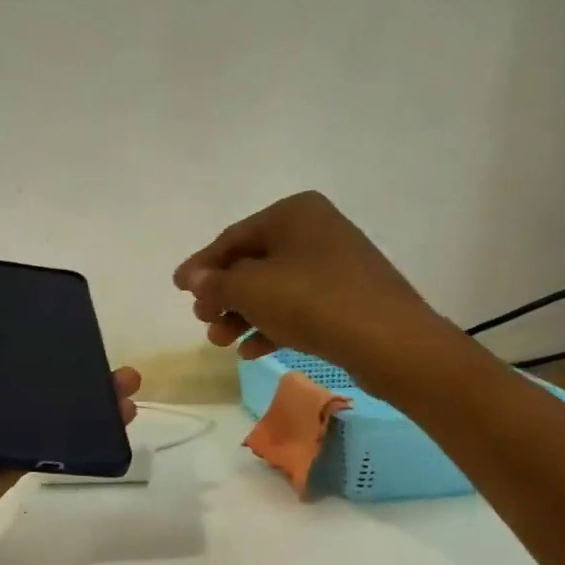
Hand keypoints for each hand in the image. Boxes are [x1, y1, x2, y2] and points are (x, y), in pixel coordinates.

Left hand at [0, 287, 141, 538]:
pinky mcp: (18, 462)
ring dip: (92, 397)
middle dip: (72, 364)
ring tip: (128, 384)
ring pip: (52, 410)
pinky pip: (57, 444)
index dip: (26, 332)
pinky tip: (120, 416)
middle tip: (106, 353)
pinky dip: (89, 433)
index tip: (61, 321)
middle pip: (33, 377)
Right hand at [173, 192, 448, 384]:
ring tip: (221, 342)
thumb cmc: (312, 301)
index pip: (233, 238)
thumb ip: (216, 283)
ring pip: (274, 289)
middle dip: (223, 296)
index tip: (177, 288)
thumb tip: (193, 278)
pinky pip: (297, 307)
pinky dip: (271, 325)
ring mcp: (334, 265)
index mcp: (293, 213)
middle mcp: (315, 230)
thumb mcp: (251, 289)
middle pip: (253, 264)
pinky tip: (251, 351)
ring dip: (242, 315)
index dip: (201, 265)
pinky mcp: (346, 298)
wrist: (387, 339)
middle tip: (203, 322)